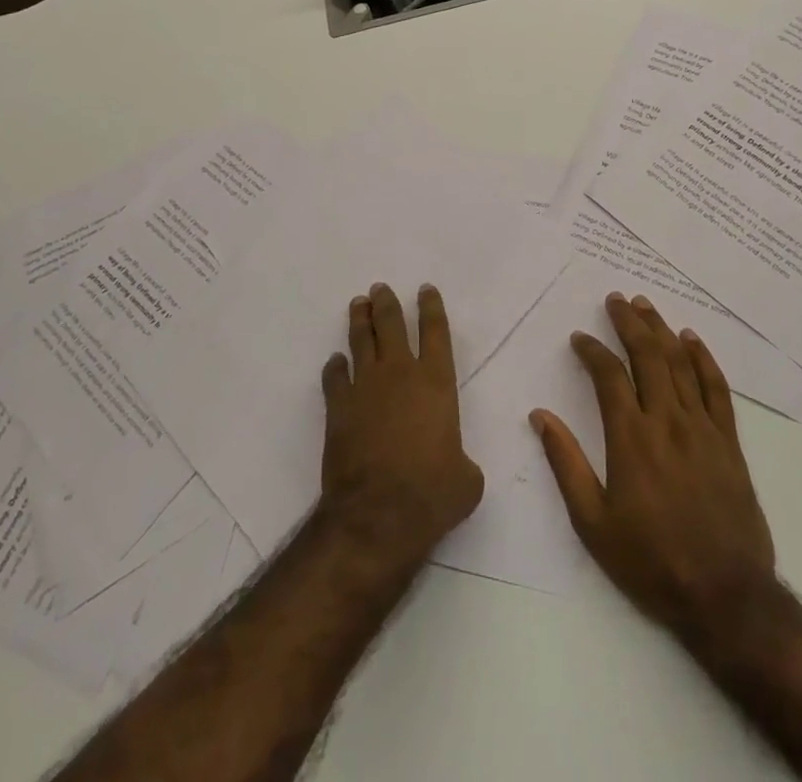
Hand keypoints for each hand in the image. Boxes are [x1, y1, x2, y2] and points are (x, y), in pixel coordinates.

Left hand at [319, 283, 483, 566]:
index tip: (425, 289)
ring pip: (361, 341)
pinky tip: (336, 362)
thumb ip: (461, 460)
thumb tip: (455, 465)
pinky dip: (335, 367)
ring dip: (360, 320)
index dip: (431, 307)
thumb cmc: (432, 494)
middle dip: (387, 303)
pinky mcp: (339, 407)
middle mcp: (400, 374)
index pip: (436, 332)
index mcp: (437, 383)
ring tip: (359, 304)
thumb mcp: (466, 480)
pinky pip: (335, 377)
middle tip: (380, 288)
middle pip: (391, 325)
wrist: (377, 514)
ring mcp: (365, 387)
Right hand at [533, 293, 777, 647]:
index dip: (592, 350)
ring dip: (661, 330)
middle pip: (647, 356)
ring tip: (645, 305)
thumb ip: (565, 464)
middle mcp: (667, 422)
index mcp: (631, 438)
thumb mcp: (593, 523)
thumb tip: (540, 416)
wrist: (726, 598)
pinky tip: (691, 339)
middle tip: (616, 299)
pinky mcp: (729, 443)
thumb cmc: (651, 561)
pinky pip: (717, 389)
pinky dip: (703, 359)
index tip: (580, 338)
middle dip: (629, 322)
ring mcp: (702, 429)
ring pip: (680, 364)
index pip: (609, 376)